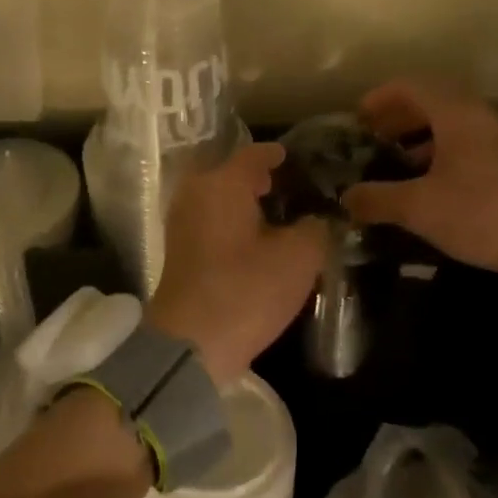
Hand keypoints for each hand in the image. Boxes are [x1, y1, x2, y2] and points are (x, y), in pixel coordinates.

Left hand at [146, 144, 327, 382]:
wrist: (192, 343)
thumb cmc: (247, 290)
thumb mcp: (299, 257)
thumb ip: (315, 228)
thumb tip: (317, 219)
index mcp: (222, 182)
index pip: (254, 154)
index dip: (279, 155)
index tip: (299, 158)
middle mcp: (196, 193)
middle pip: (232, 174)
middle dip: (261, 178)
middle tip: (294, 186)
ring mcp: (182, 222)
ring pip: (220, 199)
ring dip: (246, 202)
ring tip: (280, 214)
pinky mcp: (180, 251)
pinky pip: (212, 221)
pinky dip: (233, 223)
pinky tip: (258, 240)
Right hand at [341, 79, 497, 308]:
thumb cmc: (484, 214)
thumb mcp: (420, 208)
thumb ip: (377, 199)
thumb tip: (345, 198)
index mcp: (458, 114)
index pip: (413, 85)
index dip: (381, 97)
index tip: (357, 117)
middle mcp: (483, 118)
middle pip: (434, 102)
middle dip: (400, 118)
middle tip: (372, 138)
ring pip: (454, 126)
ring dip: (422, 138)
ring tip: (397, 164)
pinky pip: (470, 147)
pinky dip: (443, 156)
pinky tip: (433, 189)